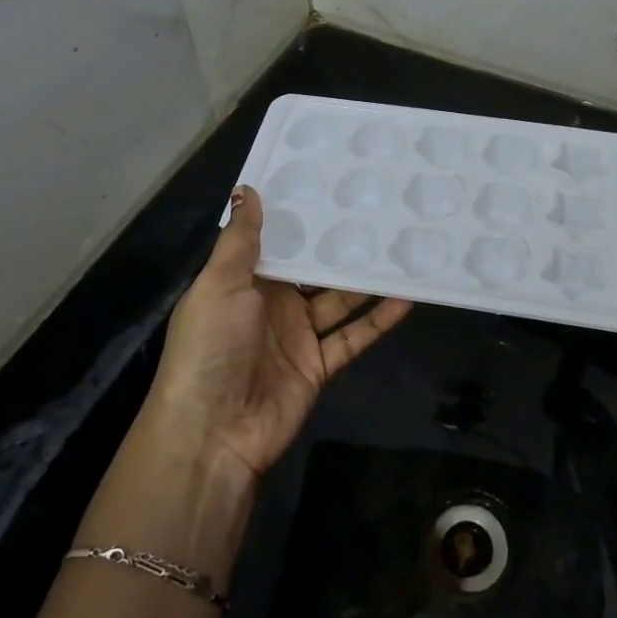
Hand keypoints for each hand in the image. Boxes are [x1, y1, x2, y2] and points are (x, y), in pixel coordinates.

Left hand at [144, 186, 411, 482]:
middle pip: (312, 270)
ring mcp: (296, 336)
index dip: (300, 217)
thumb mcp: (219, 285)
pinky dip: (378, 320)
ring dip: (365, 280)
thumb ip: (240, 240)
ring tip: (399, 248)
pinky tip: (405, 298)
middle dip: (339, 246)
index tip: (331, 184)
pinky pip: (353, 336)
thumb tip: (247, 190)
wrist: (213, 433)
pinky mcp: (318, 365)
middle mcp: (271, 305)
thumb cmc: (210, 347)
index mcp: (242, 282)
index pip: (276, 242)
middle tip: (378, 211)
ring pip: (338, 300)